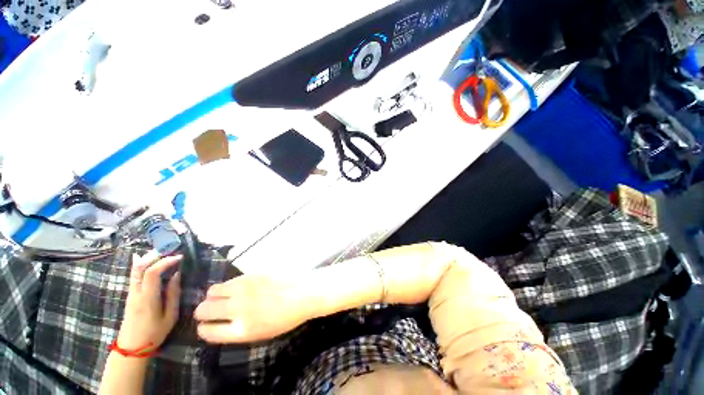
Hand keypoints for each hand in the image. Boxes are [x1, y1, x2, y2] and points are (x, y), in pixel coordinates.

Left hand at [116, 251, 181, 350]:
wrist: (132, 347)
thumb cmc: (154, 333)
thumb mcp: (170, 316)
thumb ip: (173, 294)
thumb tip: (177, 274)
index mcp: (147, 299)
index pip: (152, 273)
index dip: (165, 262)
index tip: (180, 257)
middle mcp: (136, 293)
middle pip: (140, 268)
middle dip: (156, 256)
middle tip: (171, 251)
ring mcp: (131, 293)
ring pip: (135, 270)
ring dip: (148, 258)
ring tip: (162, 251)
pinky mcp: (130, 295)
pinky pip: (133, 275)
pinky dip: (139, 263)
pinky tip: (142, 256)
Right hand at [194, 274, 310, 342]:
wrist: (304, 292)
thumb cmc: (287, 316)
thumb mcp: (262, 333)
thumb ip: (238, 330)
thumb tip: (221, 324)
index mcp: (242, 330)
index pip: (209, 332)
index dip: (204, 329)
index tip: (204, 326)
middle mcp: (238, 309)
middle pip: (204, 310)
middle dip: (203, 312)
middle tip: (209, 310)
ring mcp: (244, 289)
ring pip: (212, 291)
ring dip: (213, 296)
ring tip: (221, 297)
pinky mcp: (250, 274)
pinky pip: (229, 280)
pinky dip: (228, 286)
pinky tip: (237, 288)